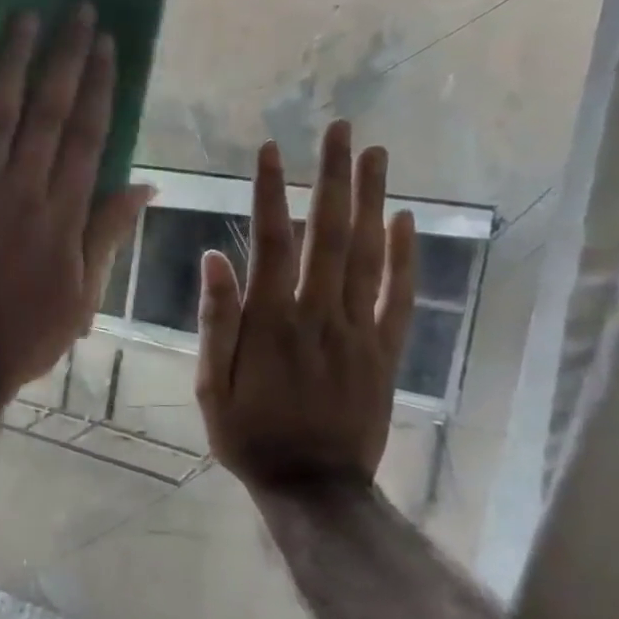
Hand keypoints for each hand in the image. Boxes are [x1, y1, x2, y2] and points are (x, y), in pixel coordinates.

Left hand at [0, 6, 151, 398]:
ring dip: (11, 64)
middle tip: (76, 10)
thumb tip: (145, 187)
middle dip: (65, 57)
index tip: (107, 44)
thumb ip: (108, 235)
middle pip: (49, 113)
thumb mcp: (84, 296)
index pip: (88, 136)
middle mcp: (22, 191)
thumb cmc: (26, 335)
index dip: (99, 86)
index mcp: (63, 214)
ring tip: (24, 18)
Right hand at [195, 121, 416, 499]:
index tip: (270, 149)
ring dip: (372, 201)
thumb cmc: (249, 435)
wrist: (314, 488)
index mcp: (271, 322)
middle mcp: (319, 315)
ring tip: (376, 154)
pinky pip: (400, 297)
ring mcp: (359, 331)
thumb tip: (213, 258)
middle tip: (340, 130)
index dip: (270, 193)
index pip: (271, 243)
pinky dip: (406, 257)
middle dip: (333, 178)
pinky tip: (407, 220)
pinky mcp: (385, 352)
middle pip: (329, 235)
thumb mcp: (211, 385)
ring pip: (368, 255)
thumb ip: (215, 321)